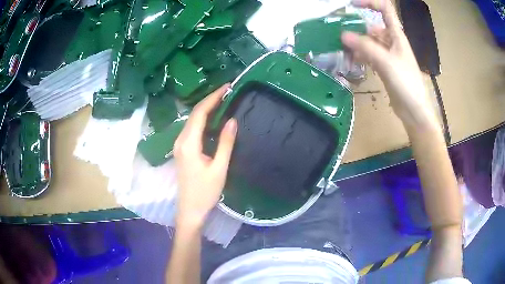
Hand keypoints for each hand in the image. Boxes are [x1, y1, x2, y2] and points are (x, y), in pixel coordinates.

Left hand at [173, 84, 236, 226]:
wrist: (190, 210)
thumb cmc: (205, 192)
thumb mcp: (219, 168)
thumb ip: (225, 143)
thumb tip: (232, 120)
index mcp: (188, 143)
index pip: (199, 113)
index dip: (213, 98)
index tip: (227, 87)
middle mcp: (181, 140)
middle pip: (194, 114)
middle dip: (210, 100)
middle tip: (228, 91)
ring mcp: (179, 145)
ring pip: (192, 120)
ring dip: (206, 109)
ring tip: (223, 100)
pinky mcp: (182, 150)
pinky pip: (192, 129)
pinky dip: (203, 119)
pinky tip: (214, 118)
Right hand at [342, 0, 437, 128]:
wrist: (414, 110)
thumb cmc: (406, 83)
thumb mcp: (386, 62)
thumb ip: (365, 47)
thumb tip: (342, 34)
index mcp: (396, 35)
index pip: (385, 10)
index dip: (370, 3)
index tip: (353, 5)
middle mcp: (392, 42)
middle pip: (372, 28)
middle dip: (357, 29)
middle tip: (339, 35)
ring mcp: (388, 55)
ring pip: (369, 43)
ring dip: (357, 45)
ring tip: (343, 51)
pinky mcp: (385, 67)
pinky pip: (370, 55)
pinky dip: (361, 56)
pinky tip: (352, 61)